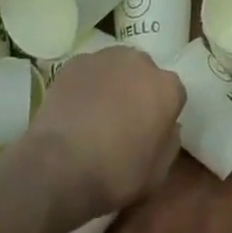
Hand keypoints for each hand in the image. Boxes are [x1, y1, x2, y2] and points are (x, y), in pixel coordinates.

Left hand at [24, 43, 185, 221]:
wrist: (58, 167)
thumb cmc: (114, 175)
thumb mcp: (157, 173)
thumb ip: (169, 142)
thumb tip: (168, 126)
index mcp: (167, 88)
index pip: (173, 93)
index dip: (161, 113)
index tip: (149, 131)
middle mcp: (142, 62)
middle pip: (145, 73)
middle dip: (138, 91)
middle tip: (123, 119)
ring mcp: (106, 58)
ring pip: (117, 67)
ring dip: (113, 83)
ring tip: (96, 111)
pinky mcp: (76, 61)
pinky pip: (89, 71)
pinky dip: (86, 84)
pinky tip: (75, 108)